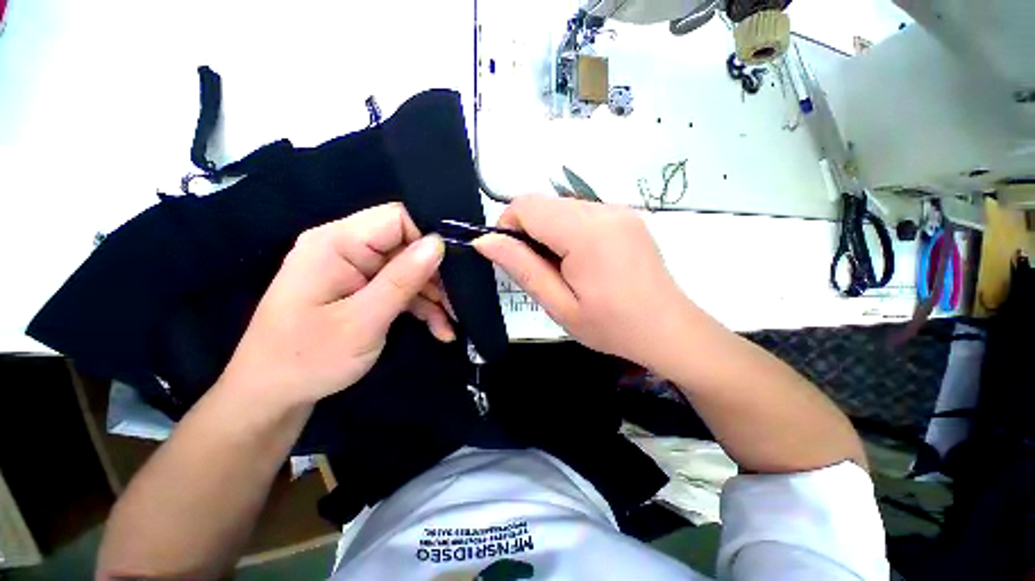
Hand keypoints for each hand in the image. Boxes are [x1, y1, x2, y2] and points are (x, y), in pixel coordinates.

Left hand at [219, 203, 453, 407]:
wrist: (272, 395)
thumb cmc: (308, 359)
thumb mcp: (362, 321)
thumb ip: (402, 279)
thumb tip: (438, 243)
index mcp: (336, 243)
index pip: (397, 218)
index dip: (429, 238)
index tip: (455, 268)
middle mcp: (346, 248)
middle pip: (407, 245)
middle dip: (436, 275)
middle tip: (458, 304)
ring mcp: (355, 269)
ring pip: (409, 269)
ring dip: (433, 296)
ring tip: (451, 323)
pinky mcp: (362, 288)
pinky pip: (400, 288)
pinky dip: (421, 306)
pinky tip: (440, 328)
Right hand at [474, 195, 689, 367]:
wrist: (669, 330)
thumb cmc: (611, 326)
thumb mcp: (559, 305)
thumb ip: (521, 267)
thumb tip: (485, 241)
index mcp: (586, 232)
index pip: (526, 205)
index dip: (508, 227)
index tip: (513, 258)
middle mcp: (604, 209)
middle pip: (544, 203)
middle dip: (529, 231)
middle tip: (540, 269)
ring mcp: (619, 209)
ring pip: (561, 206)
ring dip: (549, 231)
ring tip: (563, 268)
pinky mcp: (626, 215)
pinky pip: (582, 212)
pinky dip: (569, 230)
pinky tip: (582, 260)